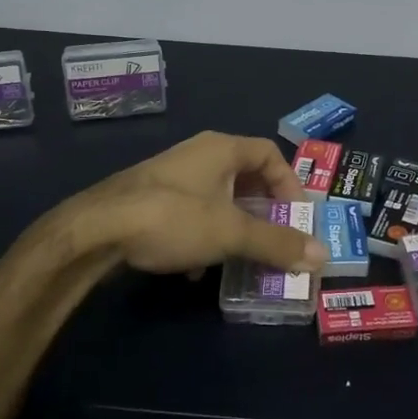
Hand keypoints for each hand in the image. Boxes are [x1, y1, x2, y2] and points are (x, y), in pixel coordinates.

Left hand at [71, 131, 327, 276]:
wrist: (95, 230)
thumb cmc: (172, 218)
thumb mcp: (231, 232)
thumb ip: (276, 243)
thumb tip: (322, 256)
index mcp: (221, 149)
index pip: (270, 154)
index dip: (290, 183)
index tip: (297, 216)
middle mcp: (198, 156)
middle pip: (245, 177)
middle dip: (263, 211)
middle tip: (275, 238)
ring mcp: (171, 177)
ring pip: (217, 199)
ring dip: (233, 227)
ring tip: (241, 257)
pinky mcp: (151, 200)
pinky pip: (191, 214)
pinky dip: (203, 237)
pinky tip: (196, 270)